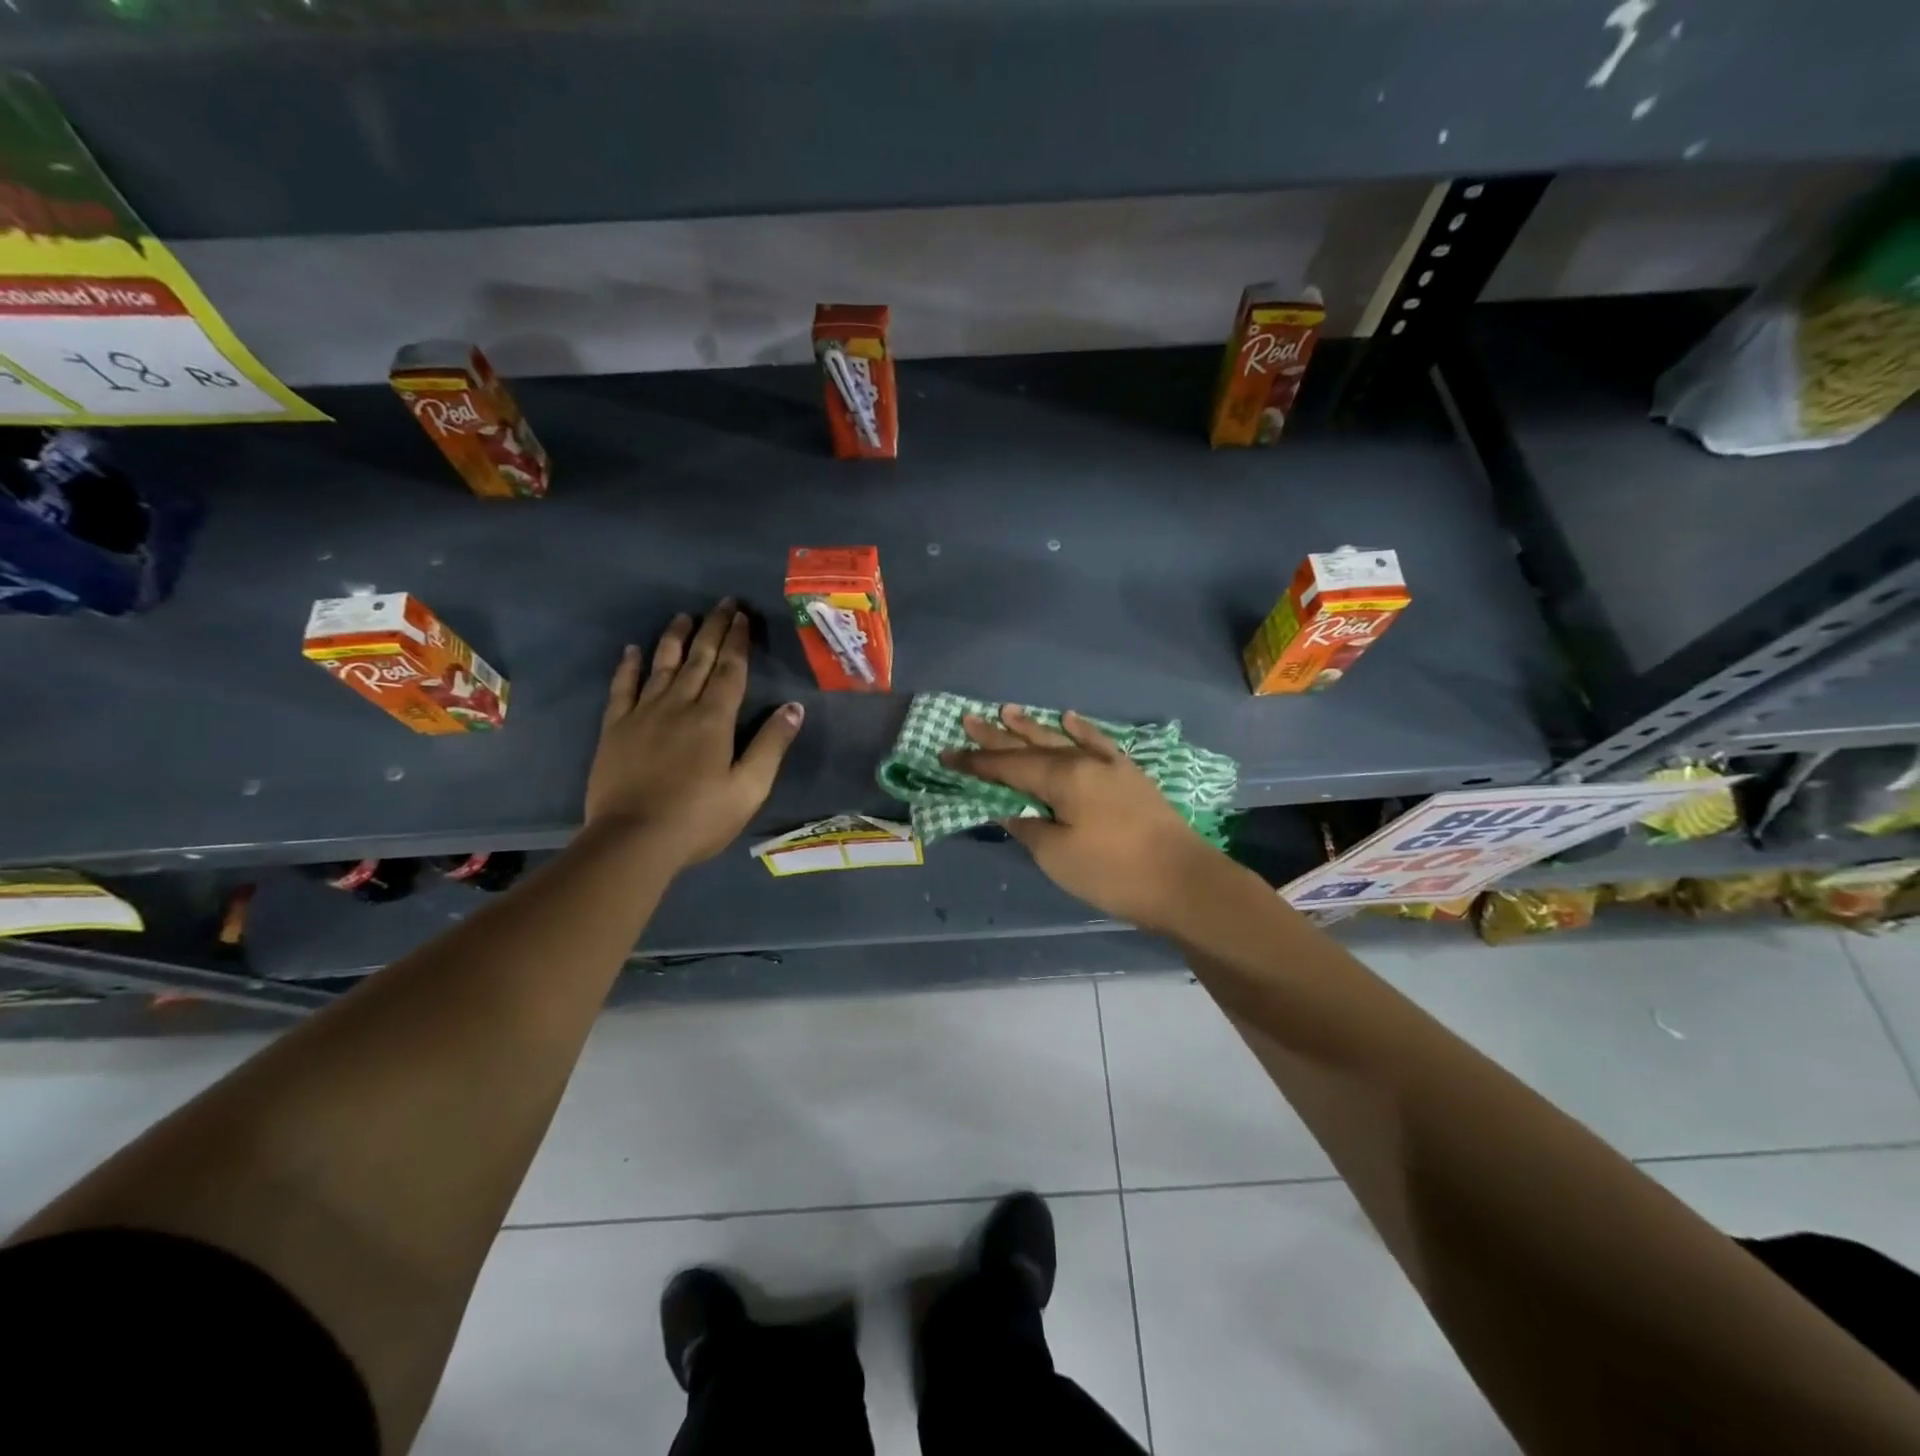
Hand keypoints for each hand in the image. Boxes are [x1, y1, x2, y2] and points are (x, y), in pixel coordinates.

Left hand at [585, 599, 803, 867]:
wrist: (633, 840)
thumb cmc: (699, 818)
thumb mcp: (749, 788)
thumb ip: (771, 745)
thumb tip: (794, 707)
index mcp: (714, 719)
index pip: (729, 670)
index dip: (737, 641)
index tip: (742, 616)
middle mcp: (679, 705)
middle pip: (698, 658)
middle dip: (712, 629)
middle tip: (722, 603)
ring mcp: (643, 714)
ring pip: (662, 665)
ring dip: (675, 638)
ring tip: (684, 616)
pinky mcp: (615, 729)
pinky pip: (622, 688)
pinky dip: (629, 667)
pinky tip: (633, 651)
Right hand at [941, 706, 1224, 932]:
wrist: (1184, 882)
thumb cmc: (1113, 872)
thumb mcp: (1057, 856)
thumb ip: (1028, 827)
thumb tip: (1008, 810)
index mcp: (1063, 778)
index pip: (1008, 767)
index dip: (976, 763)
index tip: (947, 755)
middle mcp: (1084, 762)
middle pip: (1032, 746)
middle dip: (997, 736)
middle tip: (968, 719)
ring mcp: (1110, 766)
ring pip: (1062, 740)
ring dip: (1033, 727)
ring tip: (1007, 710)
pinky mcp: (1129, 777)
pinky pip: (1100, 743)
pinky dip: (1082, 729)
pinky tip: (1069, 717)